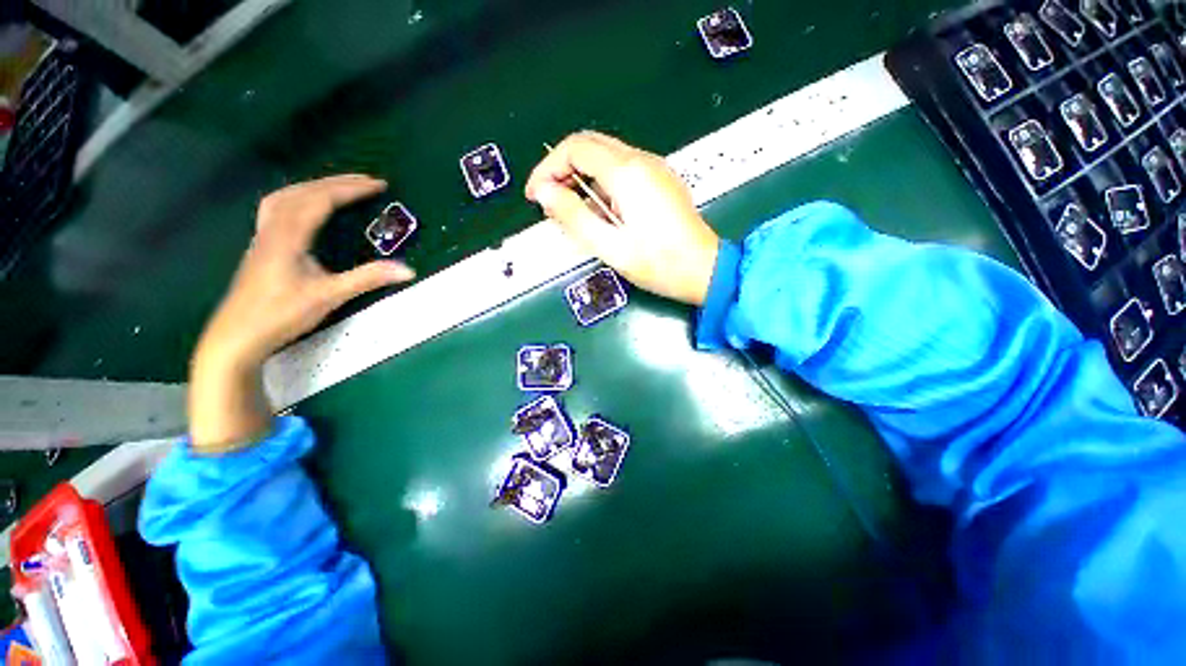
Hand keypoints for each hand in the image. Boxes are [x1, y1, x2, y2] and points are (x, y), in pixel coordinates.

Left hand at [190, 175, 414, 451]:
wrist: (237, 335)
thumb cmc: (281, 314)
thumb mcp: (330, 296)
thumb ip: (368, 279)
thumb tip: (408, 270)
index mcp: (289, 236)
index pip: (322, 200)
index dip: (351, 189)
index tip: (378, 185)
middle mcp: (273, 228)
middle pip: (303, 192)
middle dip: (337, 182)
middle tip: (366, 181)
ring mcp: (263, 236)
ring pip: (286, 197)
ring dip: (315, 186)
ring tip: (339, 188)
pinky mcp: (261, 246)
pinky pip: (278, 208)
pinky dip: (298, 198)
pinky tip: (306, 208)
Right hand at [525, 131, 719, 305]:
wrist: (704, 270)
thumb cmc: (658, 263)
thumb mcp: (609, 246)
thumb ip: (574, 216)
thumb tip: (545, 193)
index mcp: (627, 173)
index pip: (575, 149)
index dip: (548, 169)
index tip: (535, 196)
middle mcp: (642, 160)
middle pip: (590, 145)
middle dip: (562, 169)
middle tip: (549, 201)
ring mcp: (654, 168)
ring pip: (606, 157)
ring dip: (581, 177)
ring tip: (570, 211)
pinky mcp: (660, 181)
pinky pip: (622, 171)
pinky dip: (601, 184)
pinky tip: (598, 211)